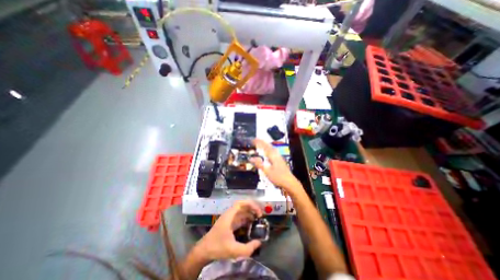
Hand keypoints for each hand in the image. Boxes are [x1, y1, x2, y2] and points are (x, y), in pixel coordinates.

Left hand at [196, 201, 265, 261]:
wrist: (203, 252)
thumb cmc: (217, 247)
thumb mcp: (233, 250)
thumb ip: (248, 248)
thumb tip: (259, 242)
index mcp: (229, 216)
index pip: (240, 203)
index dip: (250, 204)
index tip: (258, 211)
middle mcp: (229, 215)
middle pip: (242, 207)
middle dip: (252, 209)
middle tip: (261, 216)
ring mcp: (229, 219)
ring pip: (241, 213)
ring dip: (250, 214)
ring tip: (258, 221)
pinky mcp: (229, 225)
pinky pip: (239, 219)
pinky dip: (246, 220)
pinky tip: (251, 226)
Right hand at [252, 139, 301, 195]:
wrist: (289, 182)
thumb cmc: (278, 177)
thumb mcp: (267, 171)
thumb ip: (259, 164)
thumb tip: (251, 158)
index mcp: (272, 155)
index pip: (264, 146)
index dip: (258, 142)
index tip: (253, 139)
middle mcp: (276, 154)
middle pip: (268, 145)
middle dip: (262, 142)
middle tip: (255, 140)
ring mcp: (279, 156)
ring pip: (271, 148)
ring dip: (265, 145)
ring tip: (260, 144)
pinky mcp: (280, 160)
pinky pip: (272, 151)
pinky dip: (268, 149)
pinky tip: (267, 152)